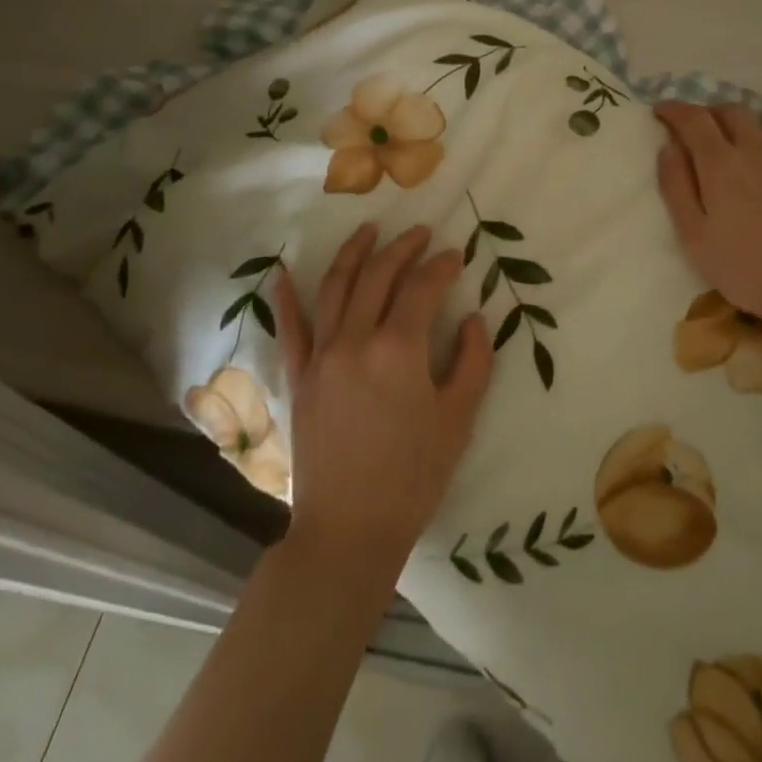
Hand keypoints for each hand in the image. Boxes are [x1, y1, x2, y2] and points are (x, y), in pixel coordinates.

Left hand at [271, 224, 492, 578]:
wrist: (348, 530)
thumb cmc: (412, 477)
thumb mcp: (458, 420)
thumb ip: (474, 362)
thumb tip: (476, 319)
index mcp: (398, 349)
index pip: (422, 288)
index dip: (441, 266)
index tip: (455, 255)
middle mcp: (355, 340)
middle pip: (378, 275)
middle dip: (402, 248)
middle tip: (420, 232)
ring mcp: (321, 355)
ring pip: (335, 287)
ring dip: (354, 252)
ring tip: (369, 230)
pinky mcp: (299, 376)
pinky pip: (291, 327)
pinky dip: (288, 297)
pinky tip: (286, 271)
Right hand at [654, 102, 761, 339]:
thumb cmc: (745, 266)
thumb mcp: (694, 234)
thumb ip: (676, 186)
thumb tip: (668, 147)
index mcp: (721, 162)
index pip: (693, 118)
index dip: (674, 110)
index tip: (660, 111)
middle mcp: (756, 150)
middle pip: (730, 111)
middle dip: (707, 112)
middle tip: (692, 129)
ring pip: (758, 127)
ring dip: (735, 128)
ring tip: (725, 151)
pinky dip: (758, 149)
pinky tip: (758, 177)